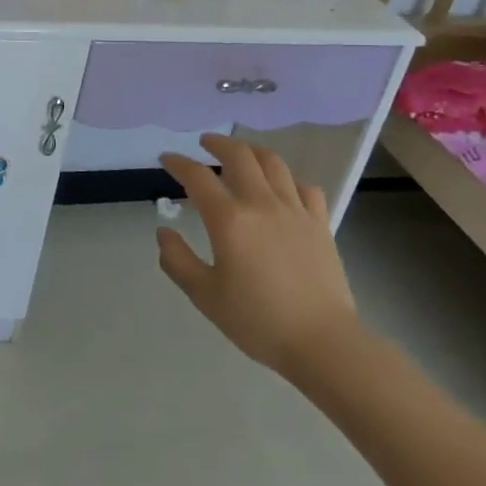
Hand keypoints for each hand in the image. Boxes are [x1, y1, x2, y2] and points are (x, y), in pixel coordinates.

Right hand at [157, 135, 361, 375]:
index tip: (167, 158)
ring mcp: (295, 210)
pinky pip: (305, 187)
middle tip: (204, 143)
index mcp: (230, 220)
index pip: (198, 178)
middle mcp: (262, 203)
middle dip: (218, 144)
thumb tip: (163, 232)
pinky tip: (283, 189)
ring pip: (273, 163)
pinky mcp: (320, 222)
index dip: (179, 163)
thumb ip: (177, 261)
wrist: (322, 342)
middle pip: (239, 156)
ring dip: (252, 151)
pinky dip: (289, 180)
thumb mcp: (205, 296)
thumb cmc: (258, 322)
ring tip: (241, 154)